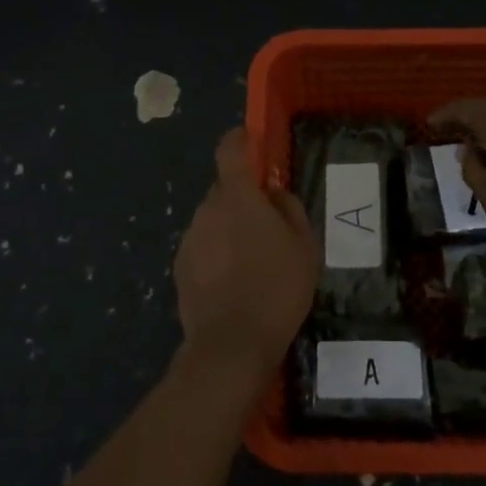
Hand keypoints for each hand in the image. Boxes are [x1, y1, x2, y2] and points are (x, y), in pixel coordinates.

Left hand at [173, 128, 319, 379]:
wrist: (231, 345)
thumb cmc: (277, 289)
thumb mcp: (304, 247)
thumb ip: (288, 209)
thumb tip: (272, 194)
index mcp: (237, 197)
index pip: (229, 150)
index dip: (239, 140)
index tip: (249, 140)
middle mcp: (207, 210)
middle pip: (224, 190)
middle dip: (242, 198)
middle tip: (267, 226)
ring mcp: (190, 238)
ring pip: (213, 220)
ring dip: (229, 229)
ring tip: (253, 262)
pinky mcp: (180, 267)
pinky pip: (203, 246)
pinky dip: (216, 254)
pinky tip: (234, 283)